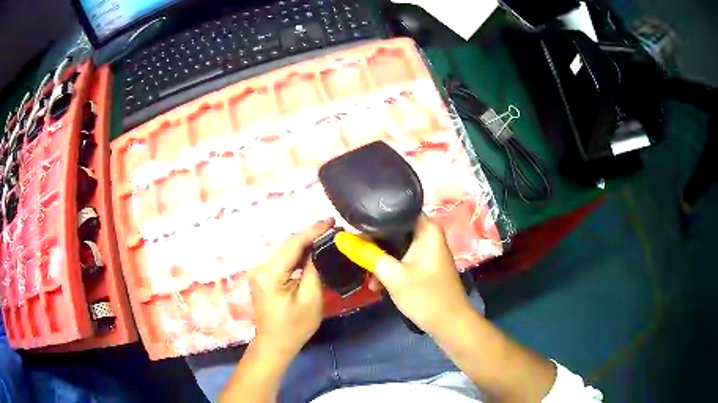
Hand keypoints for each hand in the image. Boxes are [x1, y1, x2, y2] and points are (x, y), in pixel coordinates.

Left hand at [248, 218, 333, 357]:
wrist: (275, 344)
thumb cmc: (295, 326)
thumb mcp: (311, 299)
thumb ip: (314, 269)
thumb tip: (320, 248)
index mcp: (269, 274)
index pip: (293, 244)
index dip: (313, 231)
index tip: (332, 221)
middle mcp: (260, 267)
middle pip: (288, 245)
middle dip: (310, 236)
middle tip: (333, 230)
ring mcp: (258, 271)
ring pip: (285, 251)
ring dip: (304, 245)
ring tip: (326, 238)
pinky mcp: (262, 276)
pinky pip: (282, 260)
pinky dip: (297, 255)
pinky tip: (311, 252)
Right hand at [336, 214, 471, 335]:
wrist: (450, 324)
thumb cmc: (425, 296)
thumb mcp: (392, 276)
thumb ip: (367, 255)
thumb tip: (342, 239)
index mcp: (427, 229)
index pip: (396, 210)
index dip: (373, 219)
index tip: (353, 229)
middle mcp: (428, 235)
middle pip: (394, 230)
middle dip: (374, 243)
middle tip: (355, 254)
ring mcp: (428, 251)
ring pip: (396, 247)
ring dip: (380, 260)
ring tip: (366, 276)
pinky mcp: (425, 265)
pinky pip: (402, 259)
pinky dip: (390, 269)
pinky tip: (377, 284)